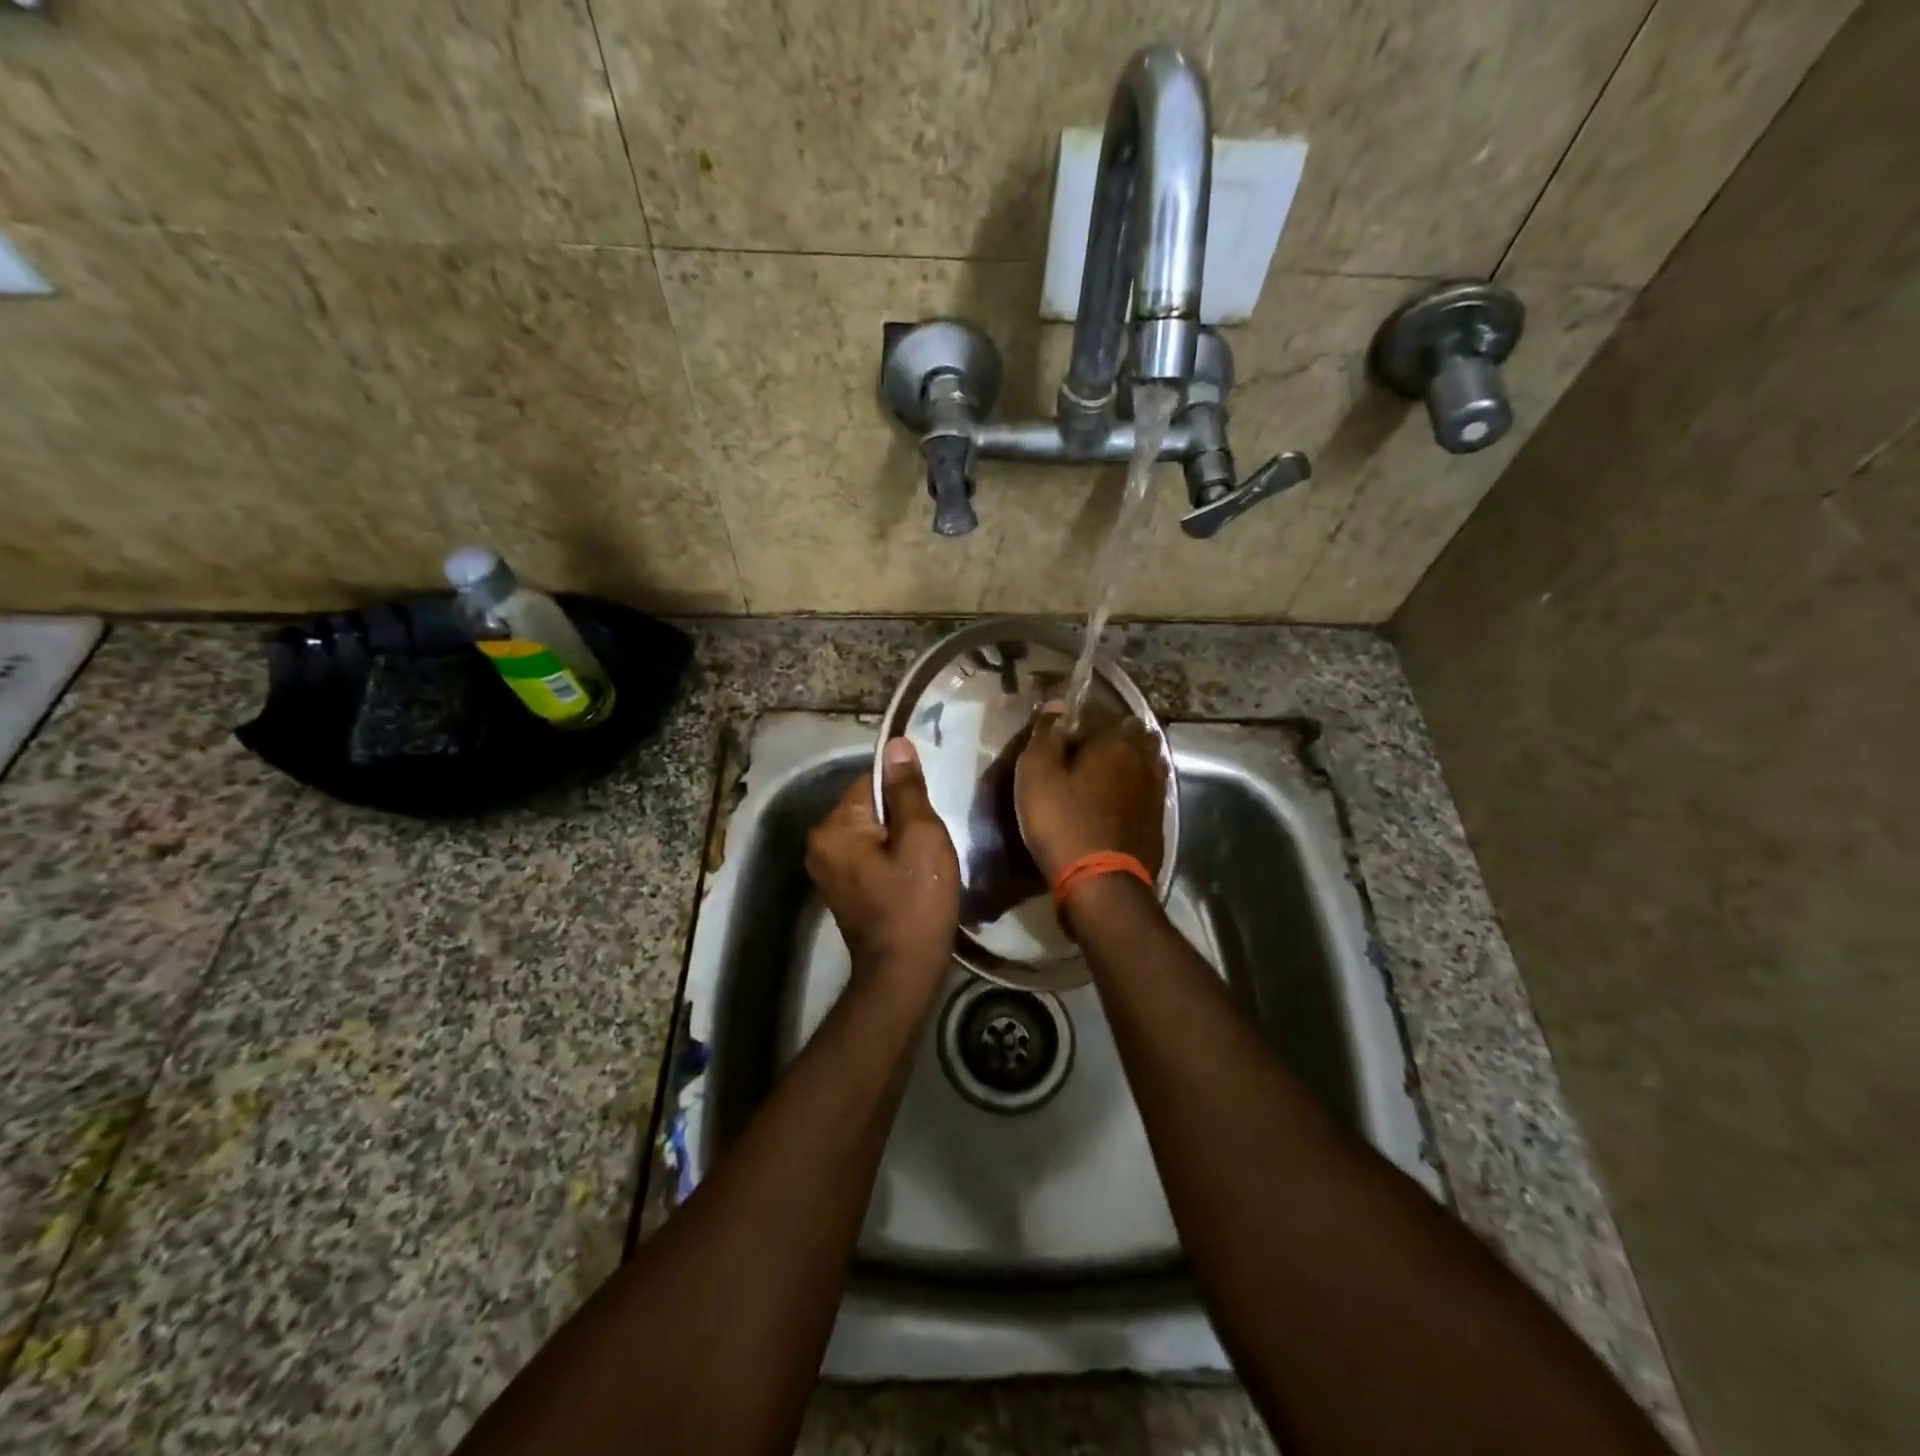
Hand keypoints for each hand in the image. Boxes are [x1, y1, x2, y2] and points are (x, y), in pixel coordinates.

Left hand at [806, 738, 960, 1000]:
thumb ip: (907, 790)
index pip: (871, 781)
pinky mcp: (840, 887)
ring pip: (871, 831)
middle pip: (869, 806)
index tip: (931, 811)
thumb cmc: (915, 902)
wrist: (902, 973)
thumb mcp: (921, 838)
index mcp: (833, 827)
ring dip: (897, 837)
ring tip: (925, 857)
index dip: (905, 792)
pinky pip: (867, 854)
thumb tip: (896, 744)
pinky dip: (889, 857)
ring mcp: (826, 868)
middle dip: (902, 816)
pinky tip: (911, 874)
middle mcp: (820, 843)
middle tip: (932, 838)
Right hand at [1014, 705, 1166, 880]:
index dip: (1085, 718)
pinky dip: (1133, 791)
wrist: (1101, 884)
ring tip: (1101, 776)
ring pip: (1145, 764)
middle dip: (1113, 738)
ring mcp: (1156, 792)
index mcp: (1117, 741)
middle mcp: (1144, 760)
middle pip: (1133, 736)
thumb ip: (1046, 734)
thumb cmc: (1062, 822)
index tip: (1065, 730)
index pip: (1106, 712)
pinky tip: (1116, 803)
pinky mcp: (1158, 821)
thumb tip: (1059, 703)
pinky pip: (1147, 792)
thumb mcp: (1037, 774)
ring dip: (1127, 764)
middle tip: (1085, 751)